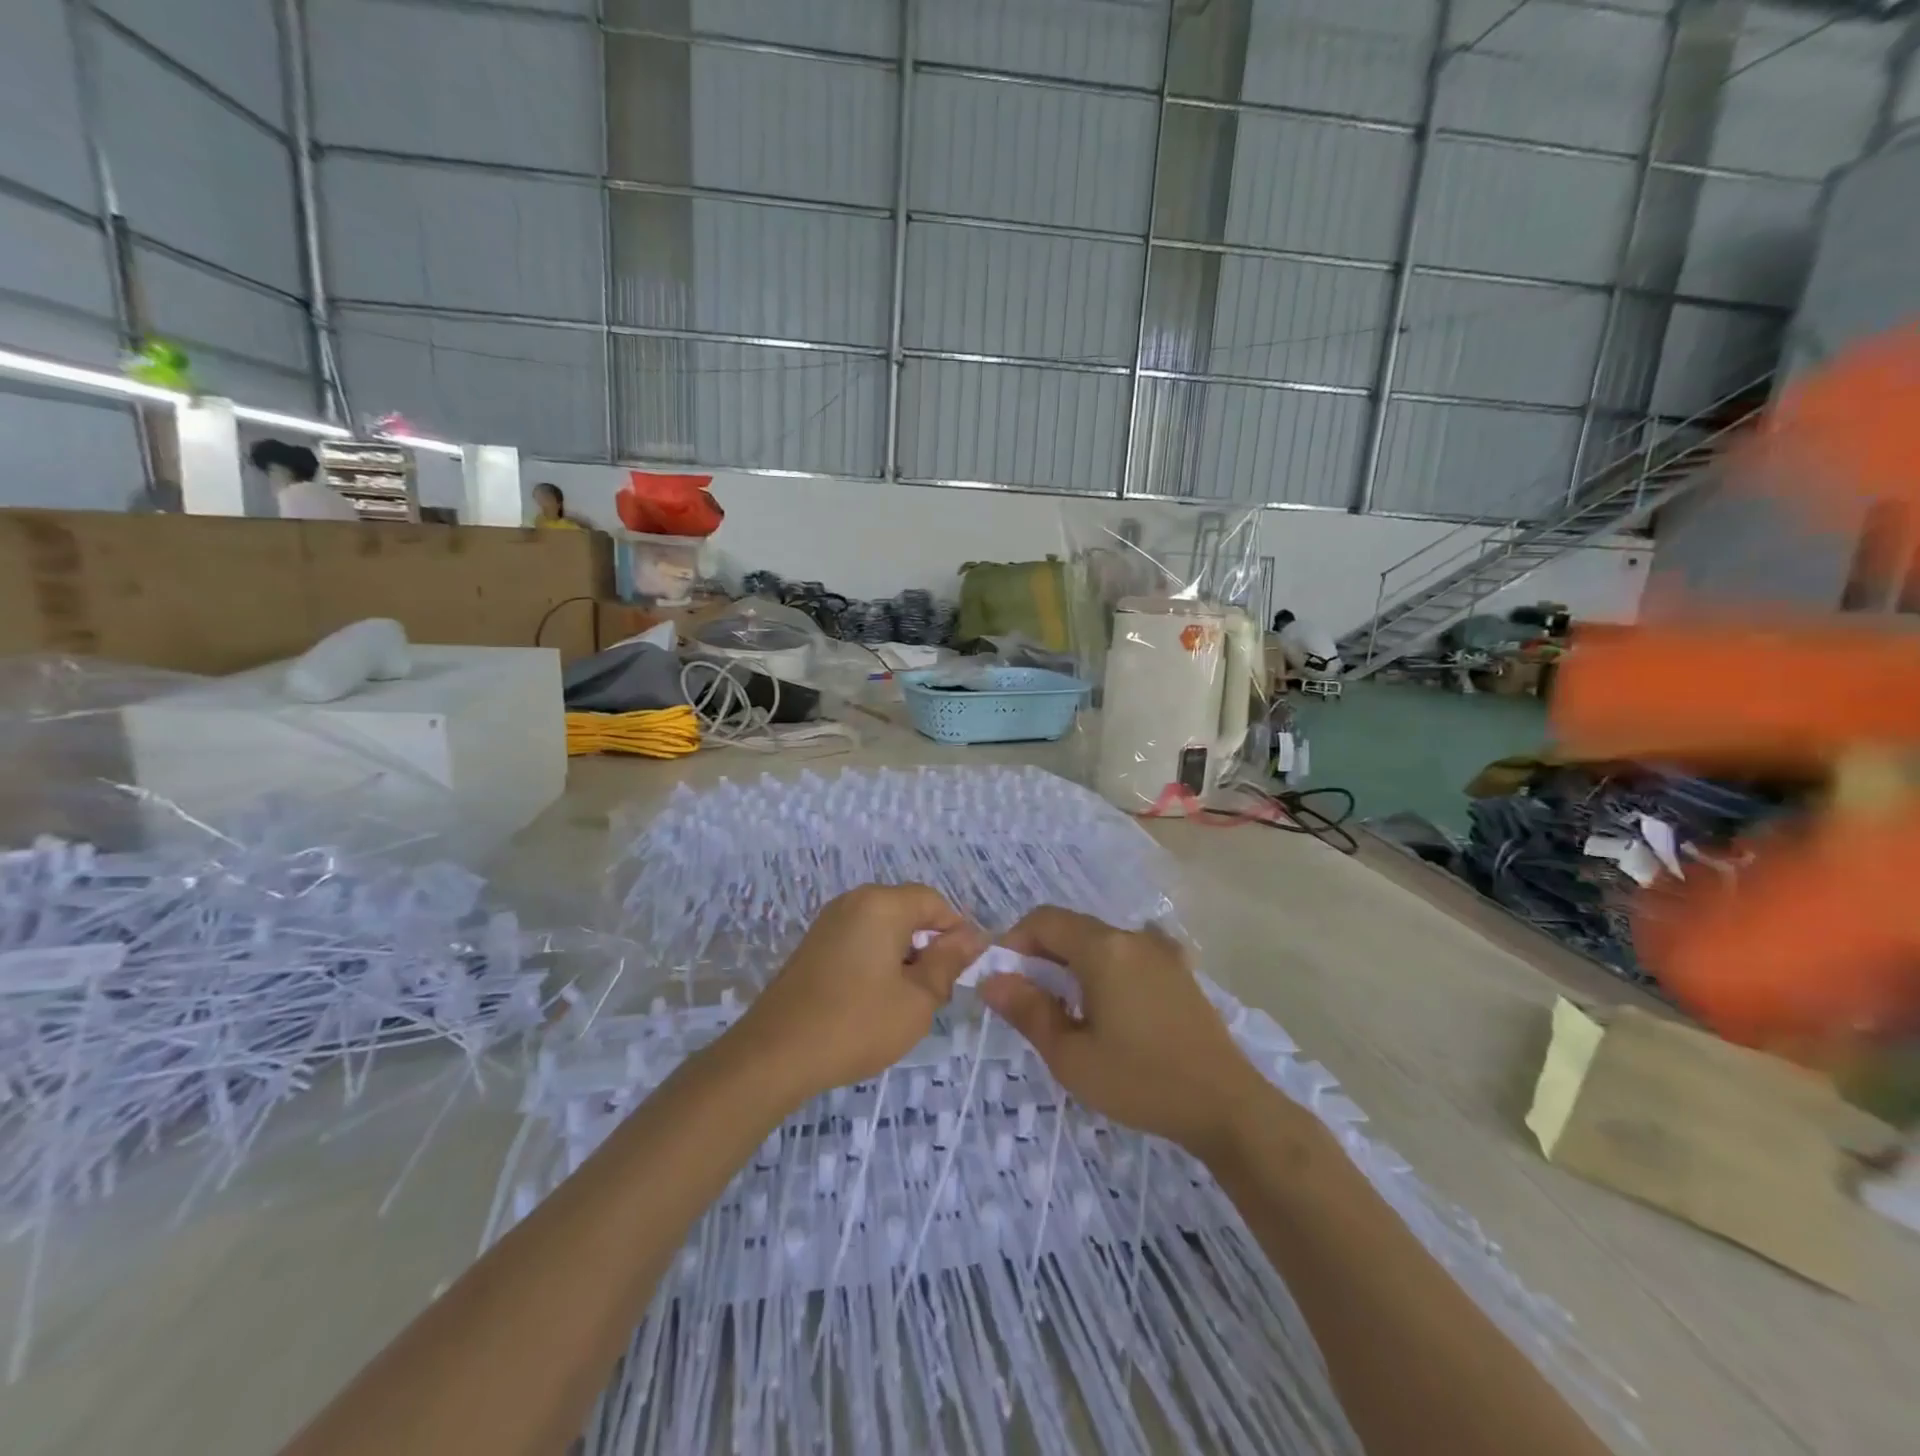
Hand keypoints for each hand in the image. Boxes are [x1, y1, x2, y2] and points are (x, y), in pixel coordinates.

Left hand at [731, 884, 986, 1105]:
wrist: (774, 1054)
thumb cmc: (856, 1024)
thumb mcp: (917, 999)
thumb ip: (949, 962)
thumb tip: (973, 937)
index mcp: (882, 904)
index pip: (935, 902)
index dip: (956, 933)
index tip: (962, 973)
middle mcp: (854, 901)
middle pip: (909, 912)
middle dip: (928, 947)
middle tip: (933, 994)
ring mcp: (829, 921)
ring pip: (884, 928)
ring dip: (903, 957)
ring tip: (903, 1003)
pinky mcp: (814, 944)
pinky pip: (860, 940)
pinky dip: (877, 961)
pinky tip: (873, 1001)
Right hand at [979, 907, 1265, 1163]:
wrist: (1225, 1106)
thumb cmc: (1141, 1081)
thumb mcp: (1071, 1056)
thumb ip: (1027, 1010)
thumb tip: (991, 980)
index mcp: (1102, 948)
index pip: (1043, 920)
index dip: (1014, 942)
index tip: (1004, 981)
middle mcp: (1131, 937)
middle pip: (1071, 928)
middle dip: (1041, 955)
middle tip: (1030, 1002)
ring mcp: (1160, 951)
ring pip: (1099, 942)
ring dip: (1073, 964)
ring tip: (1068, 1012)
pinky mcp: (1178, 970)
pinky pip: (1127, 956)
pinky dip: (1105, 970)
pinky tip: (1110, 1008)